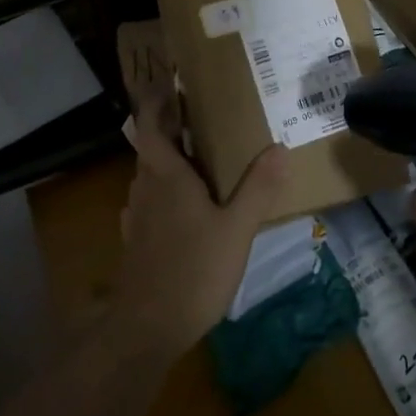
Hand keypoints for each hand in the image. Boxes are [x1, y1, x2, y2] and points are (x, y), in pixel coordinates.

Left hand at [110, 55, 288, 357]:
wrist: (146, 330)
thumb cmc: (192, 271)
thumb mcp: (236, 230)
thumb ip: (258, 189)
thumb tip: (279, 147)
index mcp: (166, 175)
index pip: (150, 125)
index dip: (156, 103)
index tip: (170, 85)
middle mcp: (145, 188)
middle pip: (151, 148)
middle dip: (171, 130)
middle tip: (200, 119)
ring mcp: (136, 217)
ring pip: (150, 176)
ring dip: (168, 162)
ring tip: (199, 160)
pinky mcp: (135, 242)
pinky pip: (150, 203)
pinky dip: (165, 193)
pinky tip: (186, 209)